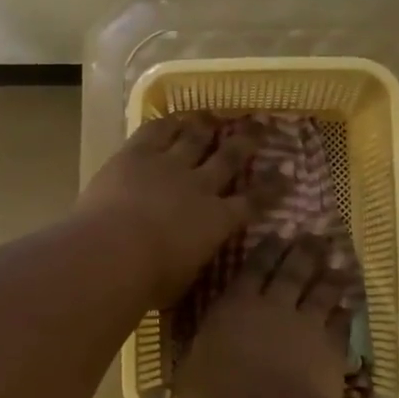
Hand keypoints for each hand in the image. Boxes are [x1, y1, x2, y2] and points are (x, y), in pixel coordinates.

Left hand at [76, 112, 259, 304]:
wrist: (111, 252)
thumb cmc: (148, 280)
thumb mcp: (184, 280)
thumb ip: (195, 261)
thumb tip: (196, 258)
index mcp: (217, 222)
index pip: (253, 202)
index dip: (271, 188)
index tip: (286, 175)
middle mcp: (200, 186)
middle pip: (229, 158)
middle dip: (246, 142)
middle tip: (259, 127)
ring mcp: (169, 165)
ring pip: (195, 138)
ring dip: (206, 126)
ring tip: (215, 116)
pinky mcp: (137, 153)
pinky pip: (157, 130)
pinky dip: (168, 122)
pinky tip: (175, 117)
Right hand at [176, 238, 356, 397]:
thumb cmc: (219, 395)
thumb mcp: (189, 375)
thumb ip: (194, 359)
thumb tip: (190, 358)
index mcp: (235, 306)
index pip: (251, 269)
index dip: (265, 249)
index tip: (278, 233)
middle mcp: (273, 306)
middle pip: (292, 271)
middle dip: (303, 251)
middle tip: (315, 236)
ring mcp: (306, 325)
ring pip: (322, 292)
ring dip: (331, 277)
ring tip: (340, 264)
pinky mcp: (331, 349)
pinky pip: (341, 326)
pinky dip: (345, 315)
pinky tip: (349, 309)